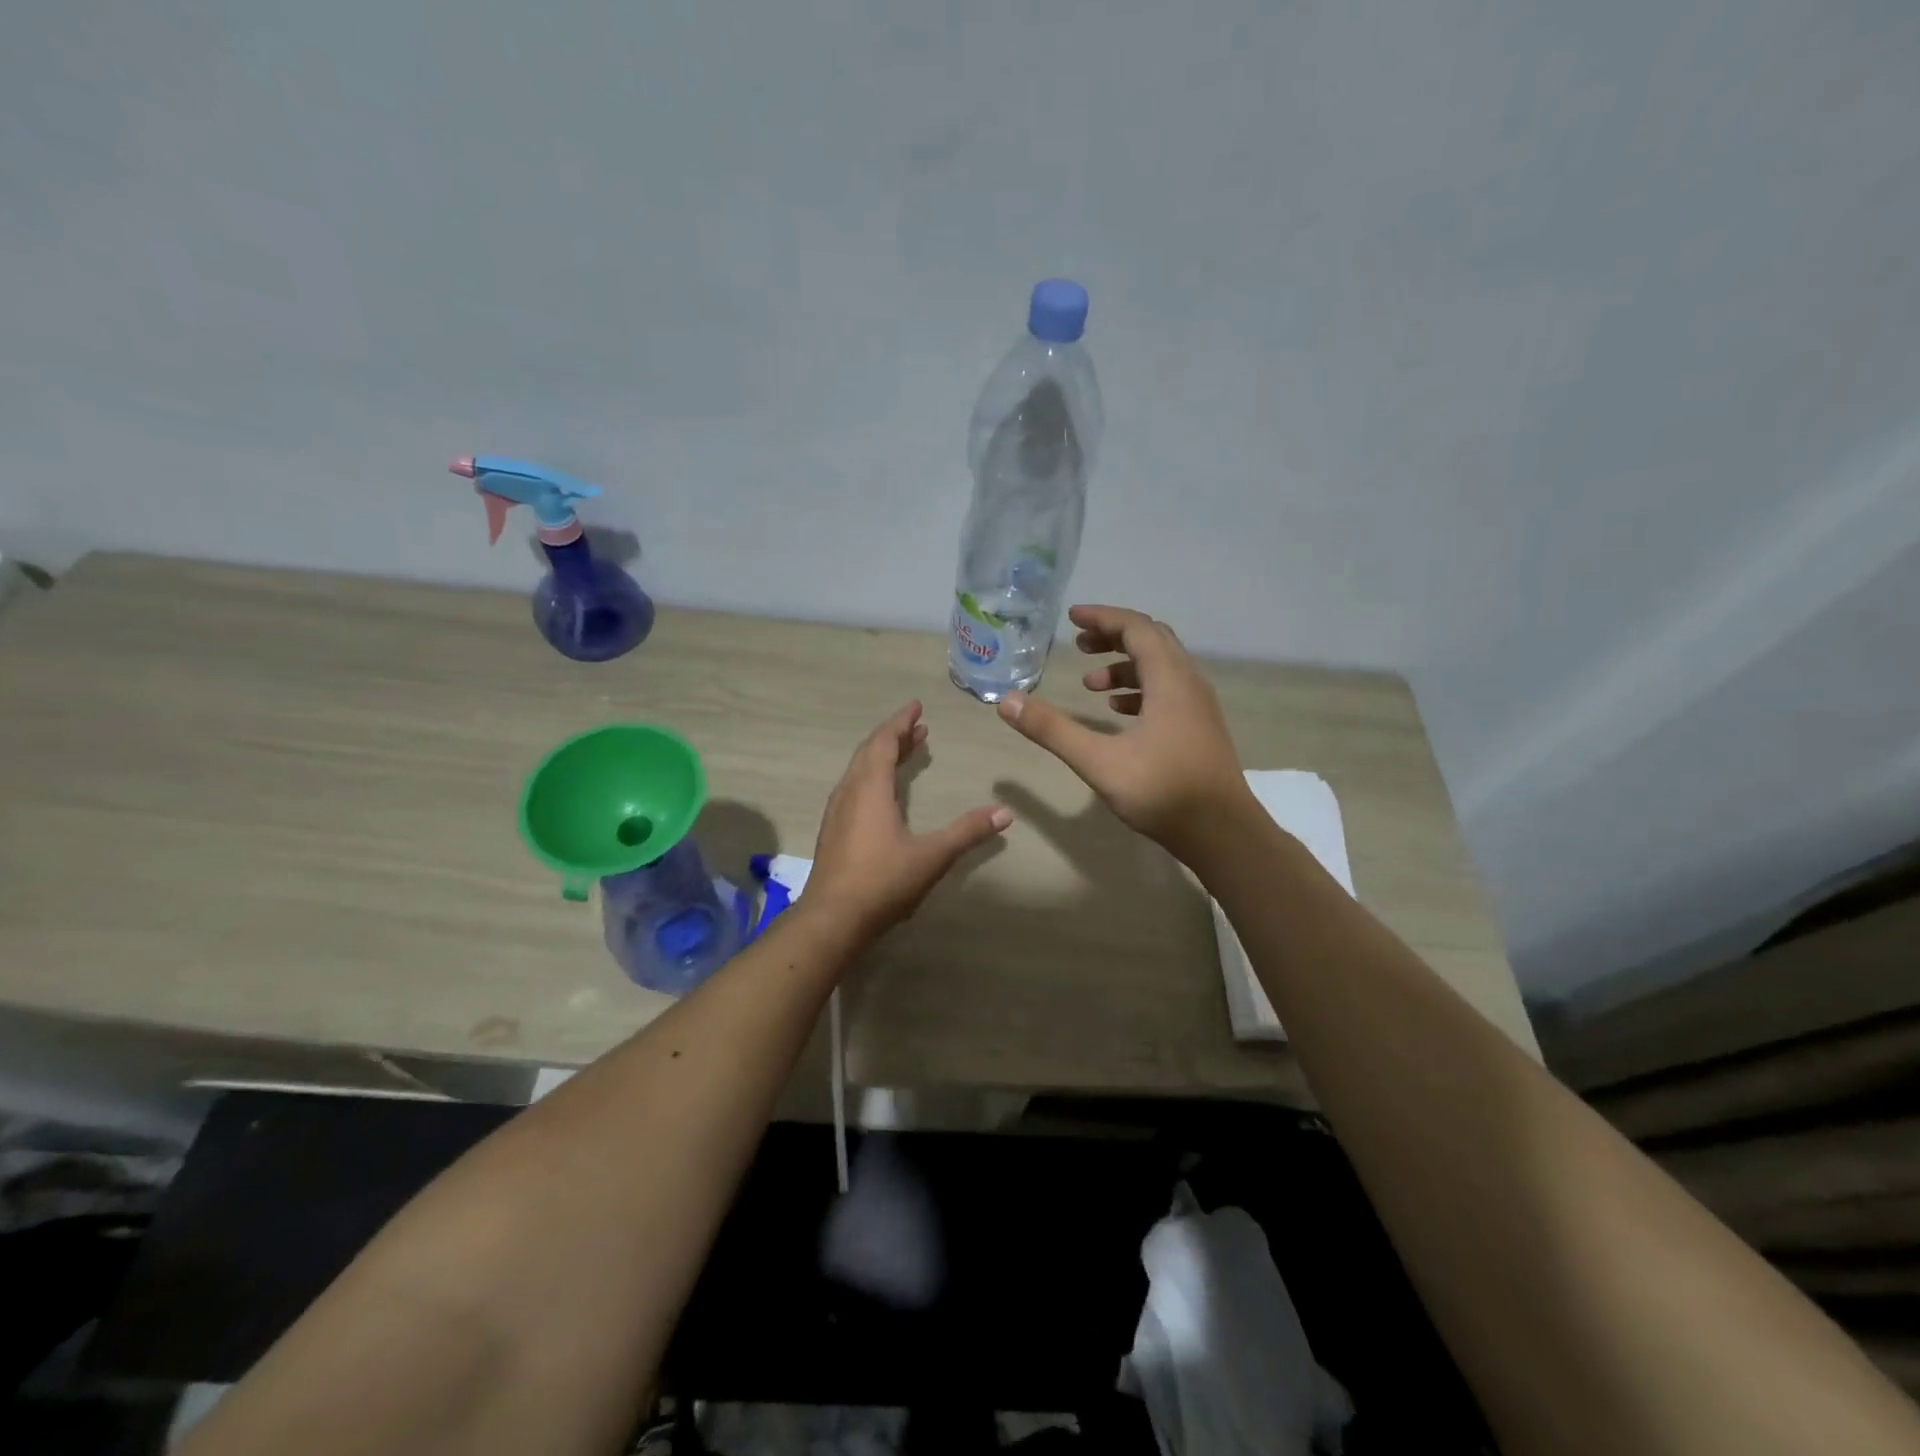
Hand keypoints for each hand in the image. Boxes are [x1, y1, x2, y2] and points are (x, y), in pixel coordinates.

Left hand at [806, 702, 1012, 939]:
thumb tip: (1005, 813)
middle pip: (869, 752)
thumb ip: (968, 832)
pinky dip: (872, 776)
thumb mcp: (932, 855)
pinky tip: (883, 794)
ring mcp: (837, 813)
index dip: (900, 722)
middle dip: (894, 736)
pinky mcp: (833, 832)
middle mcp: (849, 793)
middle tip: (918, 728)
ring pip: (859, 770)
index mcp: (870, 789)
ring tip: (906, 753)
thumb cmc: (883, 881)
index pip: (884, 742)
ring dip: (882, 756)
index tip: (916, 707)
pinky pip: (853, 788)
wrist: (832, 919)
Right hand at [997, 605, 1249, 853]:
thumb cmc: (1162, 791)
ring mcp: (1198, 707)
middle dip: (1113, 637)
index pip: (1136, 628)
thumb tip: (1007, 701)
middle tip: (1079, 645)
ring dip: (1125, 666)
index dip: (1103, 618)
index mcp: (1169, 680)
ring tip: (1090, 683)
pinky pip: (1168, 691)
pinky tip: (1117, 711)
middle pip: (1152, 641)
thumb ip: (1052, 729)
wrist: (1222, 833)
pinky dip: (1139, 690)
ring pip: (1161, 668)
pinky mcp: (1200, 728)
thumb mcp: (1098, 760)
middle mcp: (1189, 683)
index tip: (1072, 619)